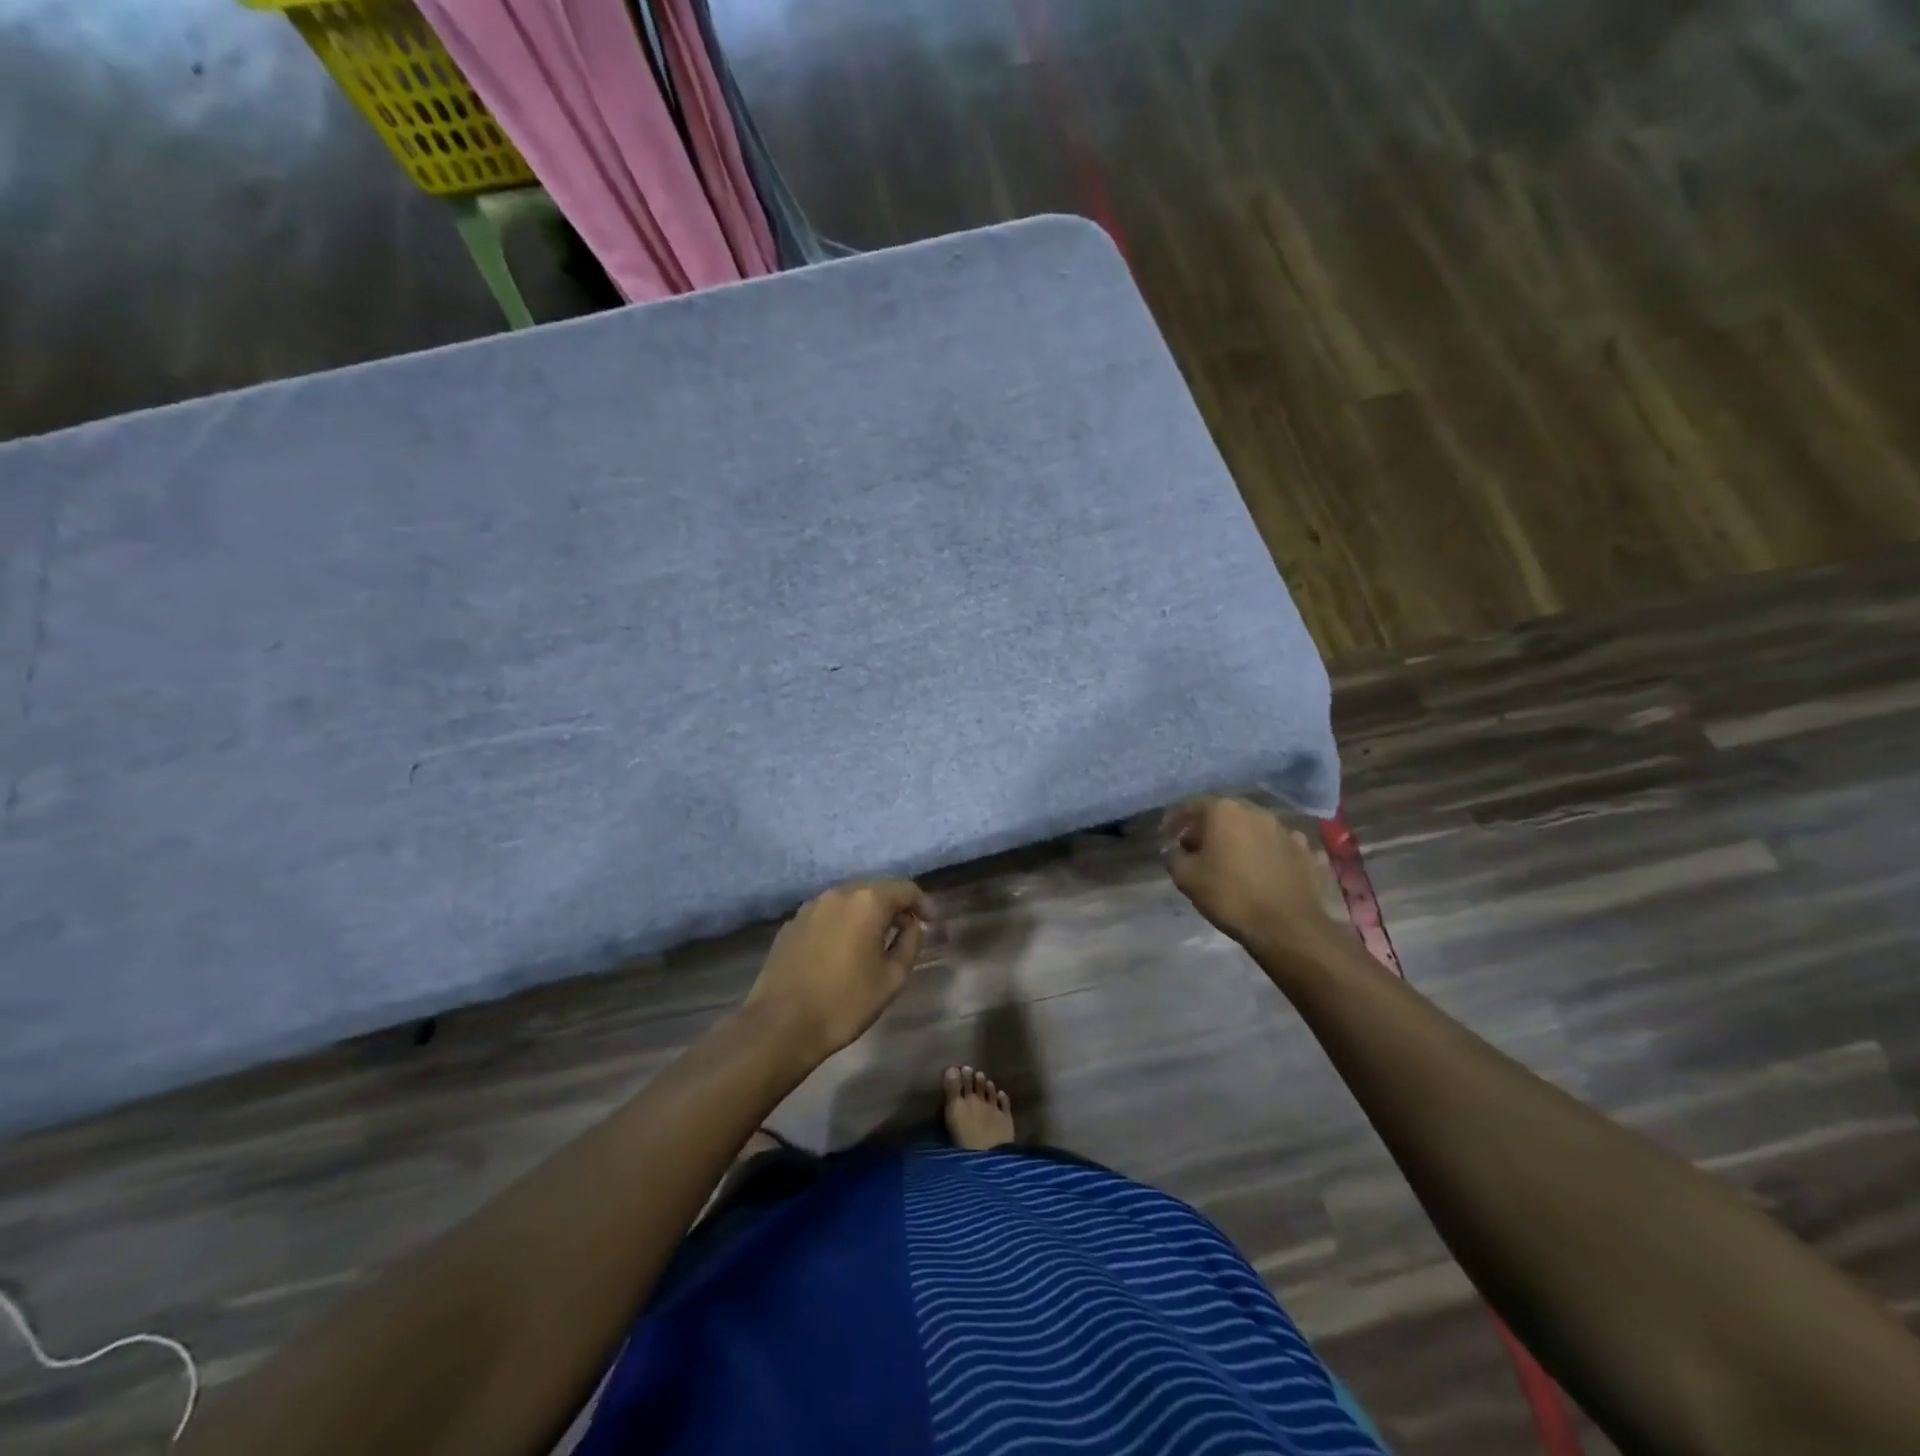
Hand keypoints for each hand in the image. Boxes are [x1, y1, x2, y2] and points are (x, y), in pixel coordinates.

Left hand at [745, 880, 935, 1069]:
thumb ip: (909, 943)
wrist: (781, 1025)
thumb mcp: (892, 978)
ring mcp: (810, 906)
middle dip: (894, 906)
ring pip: (849, 900)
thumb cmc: (845, 1003)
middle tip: (907, 930)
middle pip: (876, 889)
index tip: (931, 923)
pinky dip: (843, 923)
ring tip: (876, 940)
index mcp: (867, 902)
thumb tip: (912, 925)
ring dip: (867, 913)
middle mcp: (838, 893)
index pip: (905, 889)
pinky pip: (827, 914)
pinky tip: (843, 948)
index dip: (923, 904)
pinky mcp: (791, 923)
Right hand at [1161, 796, 1336, 956]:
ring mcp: (1286, 830)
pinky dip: (1268, 852)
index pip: (1193, 805)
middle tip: (1196, 846)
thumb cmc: (1230, 895)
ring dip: (1238, 838)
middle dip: (1208, 826)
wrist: (1287, 927)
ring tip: (1230, 859)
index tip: (1167, 834)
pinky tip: (1264, 866)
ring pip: (1254, 827)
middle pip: (1225, 813)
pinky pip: (1279, 845)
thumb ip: (1174, 856)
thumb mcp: (1186, 877)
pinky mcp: (1305, 852)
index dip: (1177, 818)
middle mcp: (1257, 812)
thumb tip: (1175, 850)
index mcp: (1225, 812)